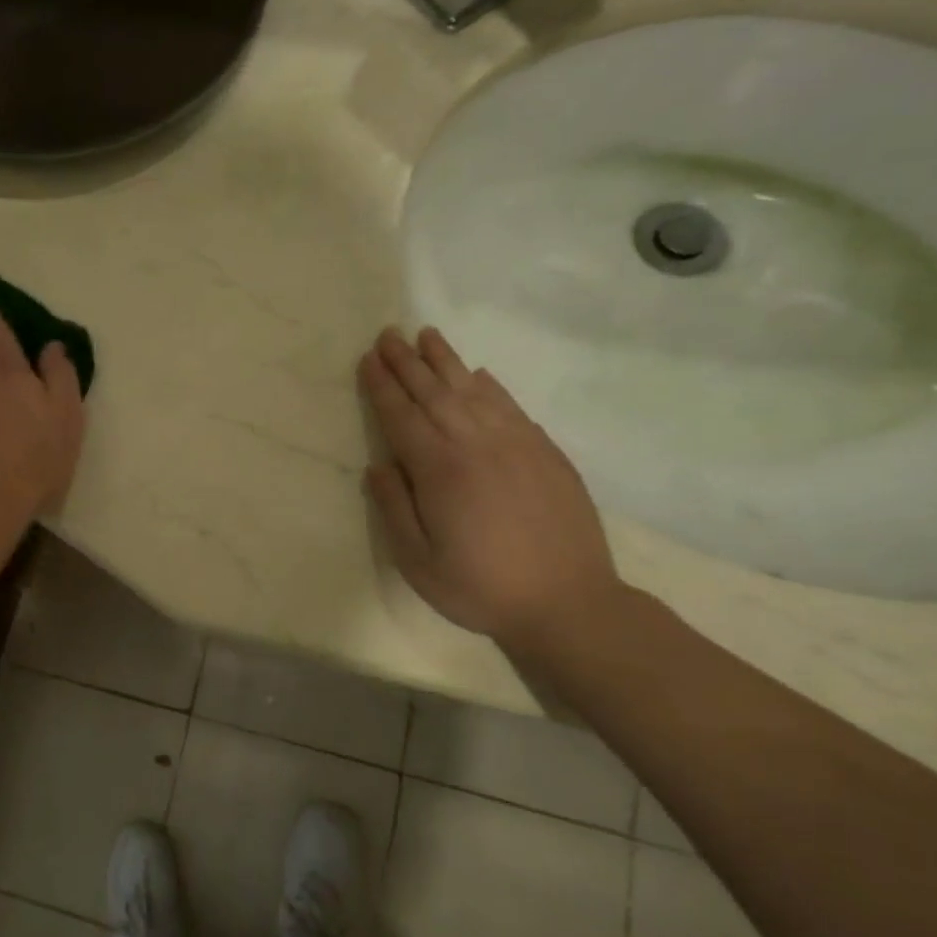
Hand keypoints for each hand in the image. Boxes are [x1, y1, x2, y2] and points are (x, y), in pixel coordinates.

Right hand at [358, 326, 621, 647]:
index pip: (402, 416)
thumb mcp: (418, 561)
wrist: (569, 603)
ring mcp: (516, 444)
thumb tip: (377, 465)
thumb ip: (394, 509)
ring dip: (446, 361)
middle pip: (434, 392)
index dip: (382, 386)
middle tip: (388, 334)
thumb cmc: (481, 587)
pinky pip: (511, 406)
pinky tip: (478, 374)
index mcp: (440, 471)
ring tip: (426, 335)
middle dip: (407, 362)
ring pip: (473, 390)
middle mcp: (476, 445)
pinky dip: (490, 385)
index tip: (367, 359)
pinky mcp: (546, 453)